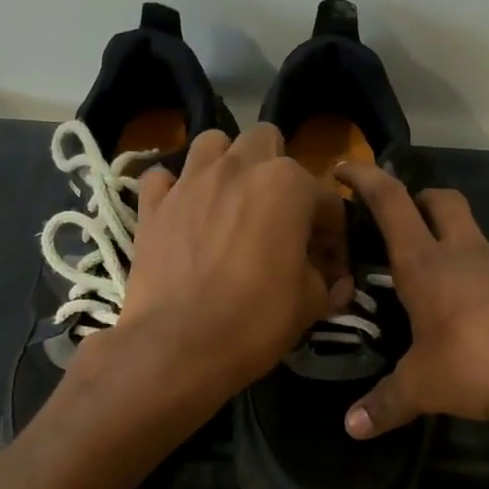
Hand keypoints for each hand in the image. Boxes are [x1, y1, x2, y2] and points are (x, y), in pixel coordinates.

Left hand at [105, 124, 353, 396]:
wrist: (176, 346)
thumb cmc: (254, 321)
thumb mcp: (309, 305)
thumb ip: (327, 282)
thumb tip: (337, 282)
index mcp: (287, 185)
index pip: (326, 198)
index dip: (334, 233)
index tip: (330, 264)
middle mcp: (238, 168)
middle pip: (265, 141)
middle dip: (278, 170)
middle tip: (279, 214)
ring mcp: (190, 182)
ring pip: (212, 143)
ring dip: (226, 163)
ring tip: (230, 200)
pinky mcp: (152, 205)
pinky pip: (163, 178)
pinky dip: (174, 190)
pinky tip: (183, 213)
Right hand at [336, 162, 488, 440]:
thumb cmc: (480, 361)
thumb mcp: (425, 388)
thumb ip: (387, 404)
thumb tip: (352, 428)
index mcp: (427, 266)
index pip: (391, 204)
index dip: (366, 179)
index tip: (345, 166)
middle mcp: (469, 255)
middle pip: (444, 202)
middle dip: (422, 199)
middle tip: (408, 218)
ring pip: (481, 244)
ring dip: (463, 256)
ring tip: (454, 303)